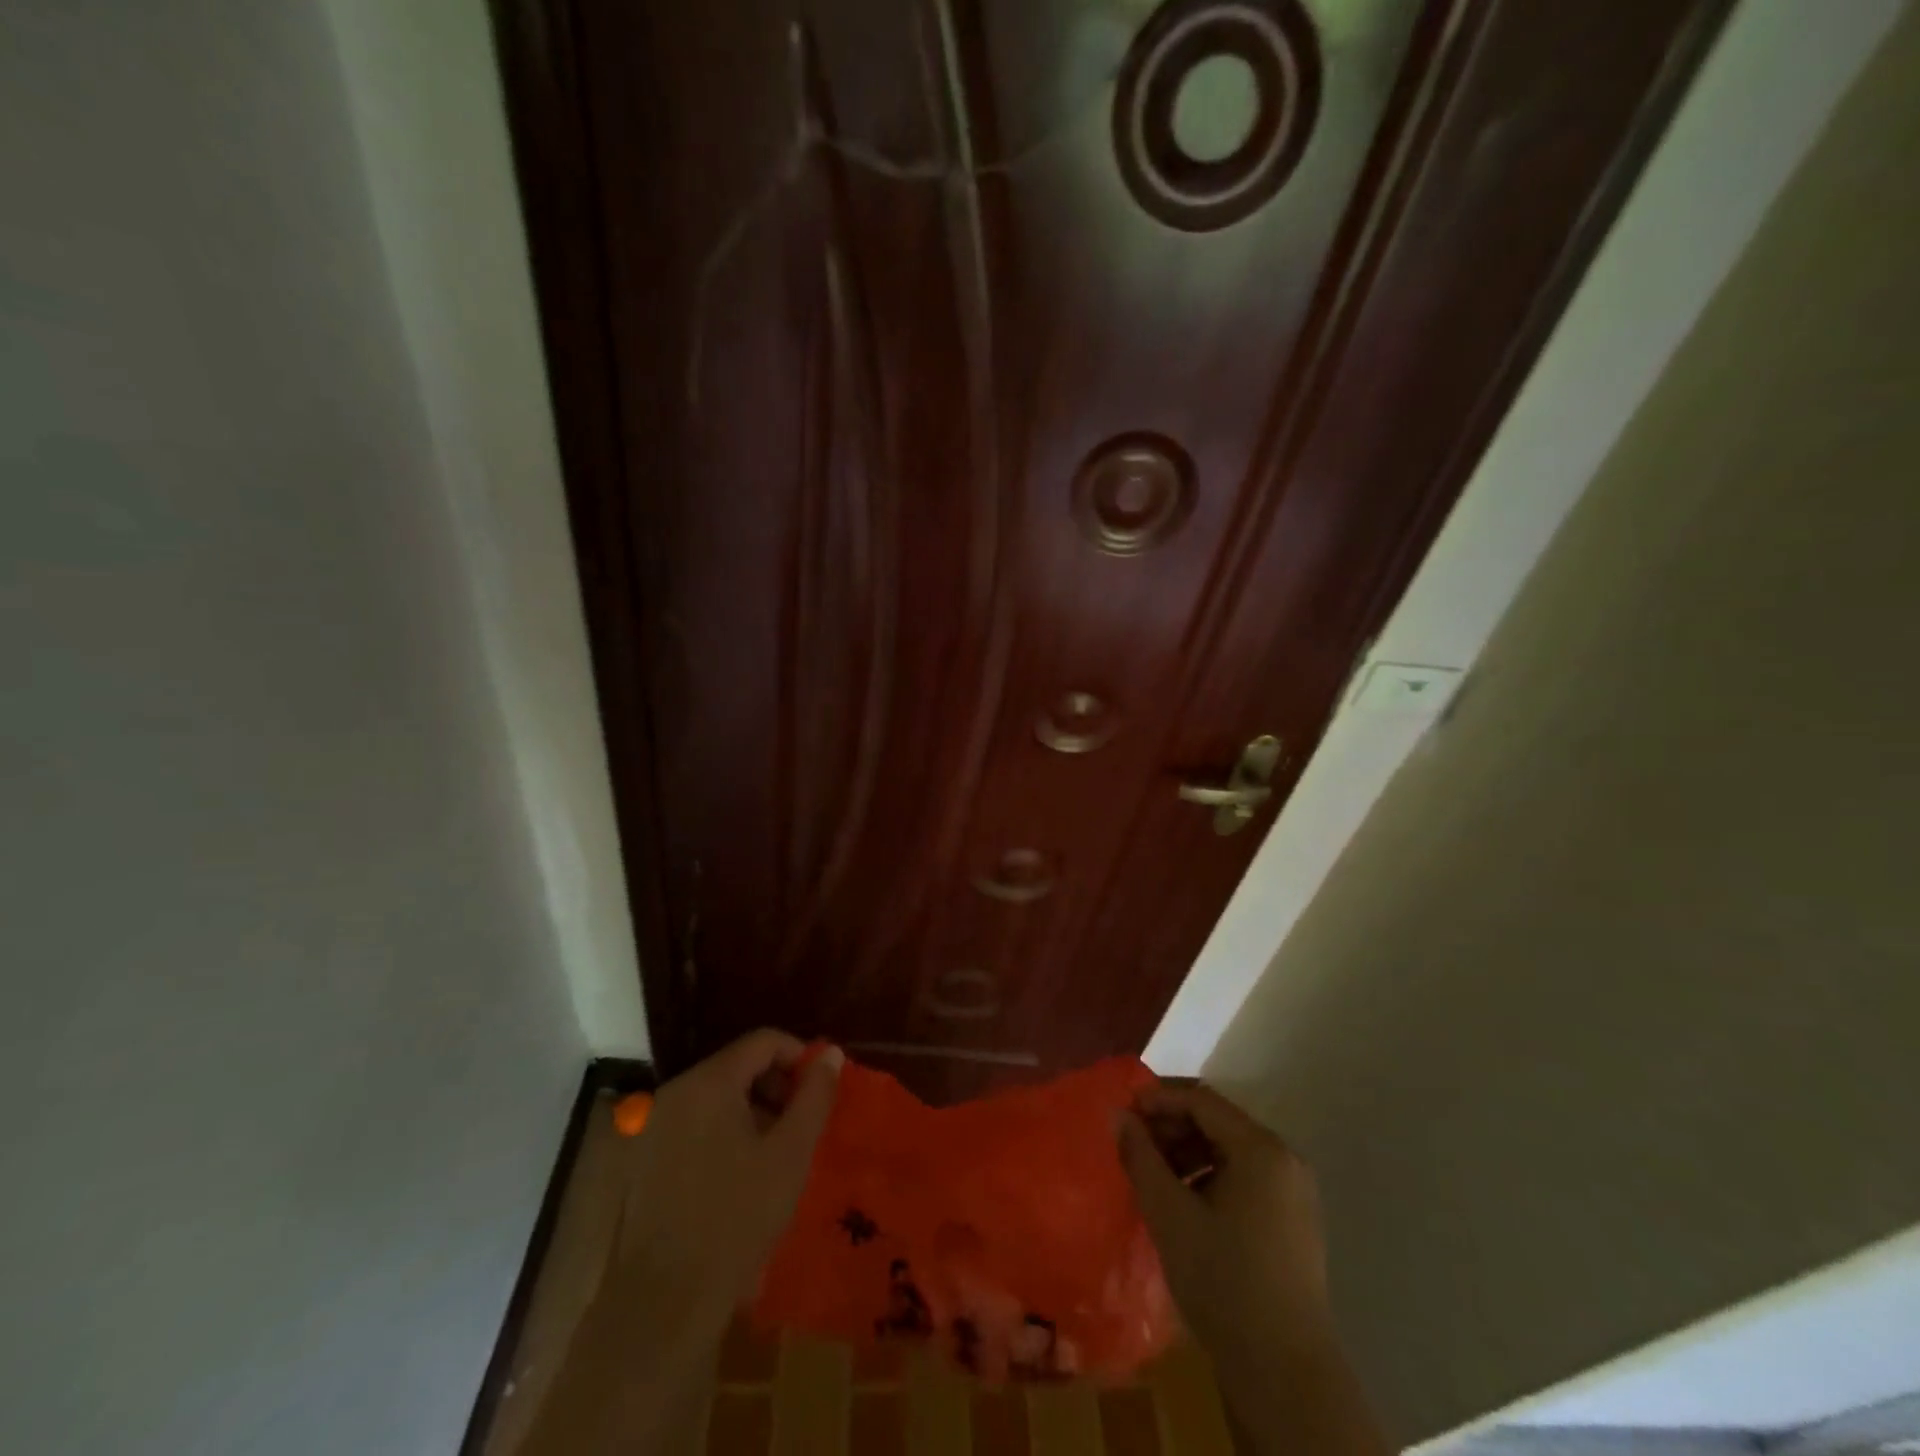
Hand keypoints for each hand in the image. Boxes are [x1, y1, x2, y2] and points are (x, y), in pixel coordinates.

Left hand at [617, 1030, 842, 1320]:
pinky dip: (721, 1134)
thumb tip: (830, 1054)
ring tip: (773, 1155)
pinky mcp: (640, 1160)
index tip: (820, 1091)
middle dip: (775, 1088)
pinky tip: (737, 1177)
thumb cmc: (737, 1220)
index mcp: (708, 1082)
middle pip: (737, 1066)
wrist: (663, 1305)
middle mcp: (674, 1092)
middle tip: (800, 1127)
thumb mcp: (791, 1153)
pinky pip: (692, 1125)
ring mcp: (651, 1126)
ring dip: (751, 1113)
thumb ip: (815, 1095)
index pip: (764, 1041)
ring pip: (715, 1098)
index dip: (799, 1057)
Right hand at [1120, 1086, 1386, 1455]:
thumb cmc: (1223, 1281)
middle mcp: (1284, 1158)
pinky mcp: (1292, 1220)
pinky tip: (1182, 1201)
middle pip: (1217, 1122)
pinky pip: (1244, 1177)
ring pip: (1229, 1150)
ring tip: (1152, 1175)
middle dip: (1171, 1127)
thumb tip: (1119, 1114)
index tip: (1122, 1113)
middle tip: (1133, 1145)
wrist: (1284, 1372)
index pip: (1201, 1100)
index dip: (1158, 1099)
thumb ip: (1140, 1156)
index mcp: (1261, 1149)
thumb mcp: (1169, 1213)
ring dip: (1187, 1152)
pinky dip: (1209, 1176)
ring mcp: (1293, 1191)